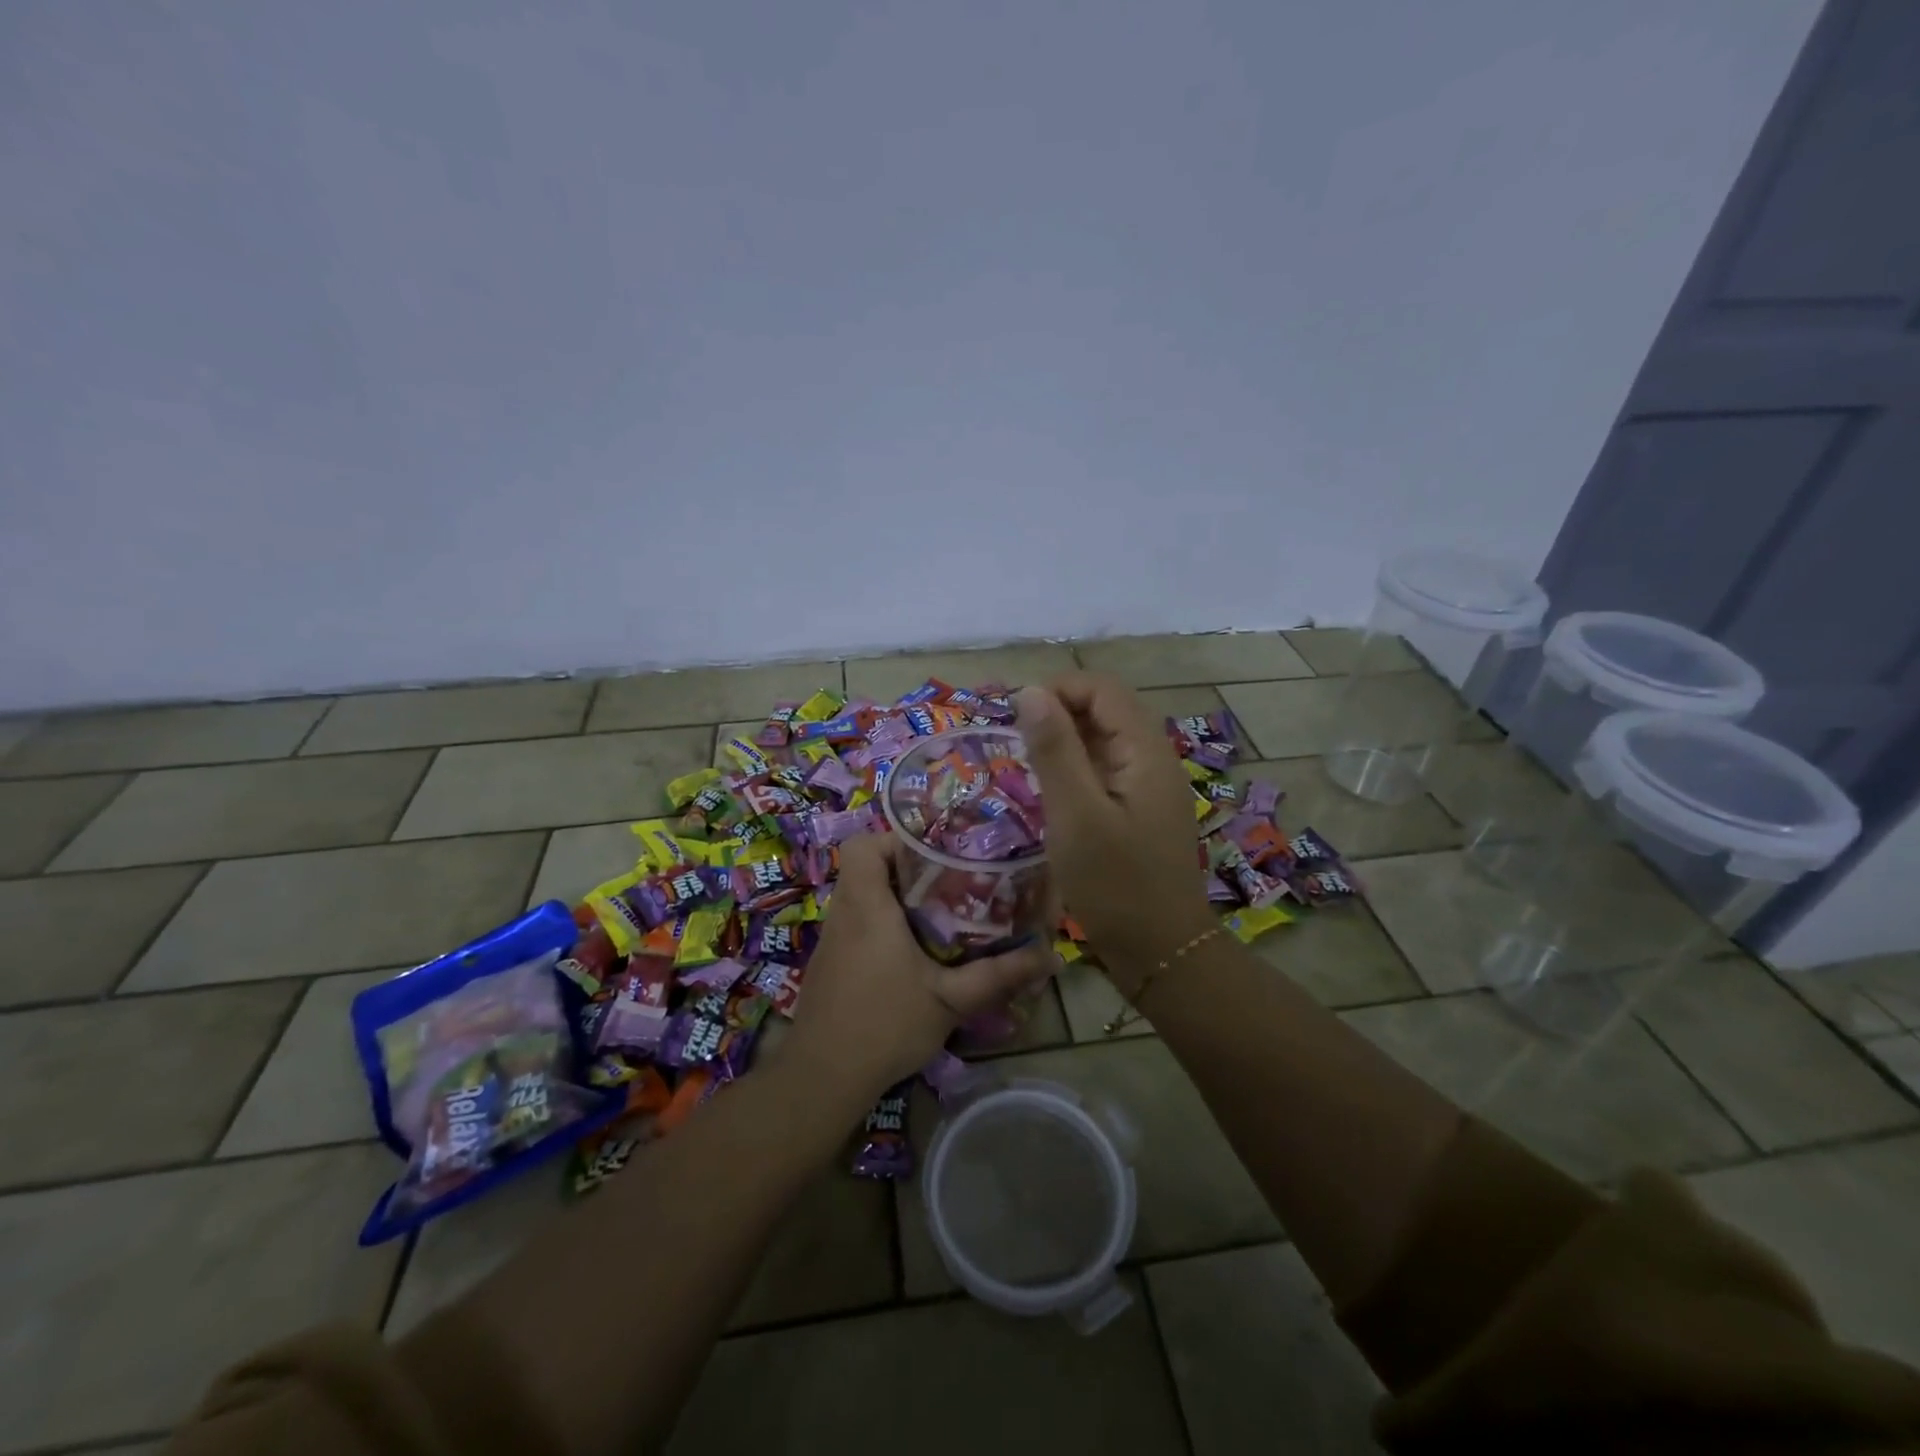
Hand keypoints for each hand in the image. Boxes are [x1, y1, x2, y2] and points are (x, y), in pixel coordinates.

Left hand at [787, 833, 1055, 1099]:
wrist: (822, 1077)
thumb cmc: (885, 1025)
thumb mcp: (951, 1000)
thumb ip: (998, 975)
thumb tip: (1049, 956)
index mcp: (867, 906)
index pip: (863, 844)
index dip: (895, 839)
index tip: (933, 856)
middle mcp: (844, 913)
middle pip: (865, 865)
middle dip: (905, 868)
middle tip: (947, 883)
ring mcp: (831, 938)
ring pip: (859, 894)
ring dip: (893, 896)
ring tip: (937, 914)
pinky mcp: (829, 962)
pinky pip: (854, 922)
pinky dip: (880, 923)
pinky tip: (910, 953)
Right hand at [1015, 673, 1214, 982]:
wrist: (1161, 952)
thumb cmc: (1115, 885)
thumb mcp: (1075, 815)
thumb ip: (1055, 750)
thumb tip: (1031, 692)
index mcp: (1145, 752)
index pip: (1103, 690)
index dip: (1059, 689)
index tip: (1015, 715)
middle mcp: (1154, 760)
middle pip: (1107, 710)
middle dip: (1059, 712)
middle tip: (1015, 739)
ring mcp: (1150, 787)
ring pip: (1105, 741)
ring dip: (1066, 741)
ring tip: (1026, 762)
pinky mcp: (1140, 811)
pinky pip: (1106, 771)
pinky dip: (1076, 769)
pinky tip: (1050, 792)